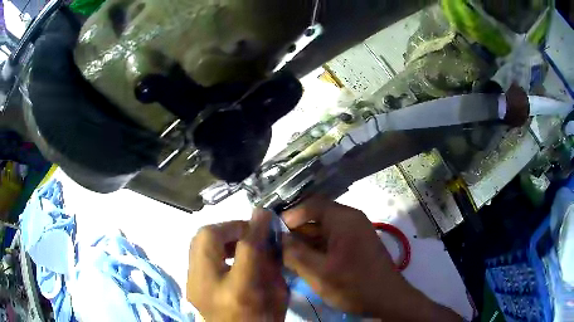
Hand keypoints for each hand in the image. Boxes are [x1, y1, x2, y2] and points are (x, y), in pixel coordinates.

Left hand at [187, 210, 287, 320]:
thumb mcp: (278, 296)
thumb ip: (273, 264)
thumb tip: (266, 235)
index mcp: (238, 291)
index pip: (245, 247)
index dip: (255, 226)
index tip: (264, 214)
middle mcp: (207, 285)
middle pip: (208, 236)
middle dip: (229, 226)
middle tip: (247, 231)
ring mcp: (192, 284)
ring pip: (197, 241)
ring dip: (219, 235)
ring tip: (237, 243)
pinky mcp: (188, 284)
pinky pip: (196, 253)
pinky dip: (212, 247)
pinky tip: (226, 257)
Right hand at [282, 197, 460, 320]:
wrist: (388, 300)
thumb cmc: (354, 285)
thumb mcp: (319, 272)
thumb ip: (295, 254)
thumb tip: (279, 239)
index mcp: (344, 219)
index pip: (311, 205)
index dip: (290, 216)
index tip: (274, 233)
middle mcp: (351, 220)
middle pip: (317, 217)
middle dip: (297, 232)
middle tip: (278, 247)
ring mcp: (356, 232)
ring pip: (324, 230)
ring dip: (306, 242)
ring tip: (288, 257)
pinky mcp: (357, 245)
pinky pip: (333, 240)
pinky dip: (318, 249)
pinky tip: (307, 262)